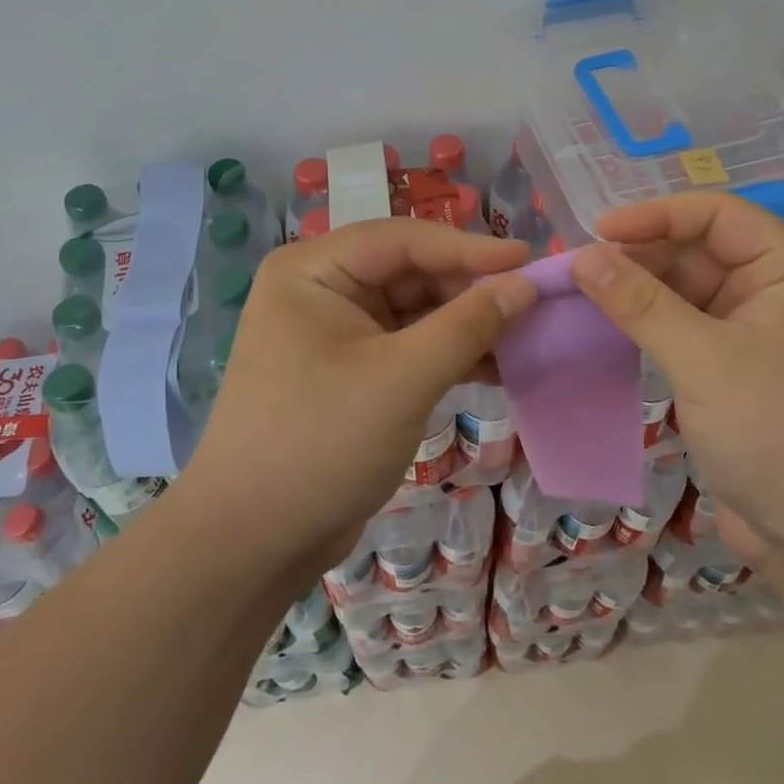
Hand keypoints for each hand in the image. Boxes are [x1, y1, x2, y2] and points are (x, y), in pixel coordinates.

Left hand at [181, 219, 536, 579]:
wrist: (251, 544)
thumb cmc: (320, 444)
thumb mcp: (403, 379)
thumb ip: (468, 325)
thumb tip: (525, 285)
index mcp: (313, 270)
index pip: (404, 240)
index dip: (470, 248)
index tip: (529, 261)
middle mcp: (321, 289)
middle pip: (410, 272)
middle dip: (469, 289)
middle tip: (532, 304)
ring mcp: (334, 332)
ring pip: (414, 310)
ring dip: (465, 324)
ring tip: (524, 335)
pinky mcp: (350, 371)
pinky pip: (408, 345)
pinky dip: (448, 354)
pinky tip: (494, 367)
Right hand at [569, 194, 783, 577]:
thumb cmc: (781, 433)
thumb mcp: (704, 360)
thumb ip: (641, 303)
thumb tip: (583, 255)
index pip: (718, 215)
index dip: (657, 215)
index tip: (597, 231)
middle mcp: (778, 292)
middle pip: (700, 250)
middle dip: (641, 255)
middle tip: (579, 270)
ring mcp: (756, 334)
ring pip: (688, 291)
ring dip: (639, 291)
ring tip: (582, 294)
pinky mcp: (735, 372)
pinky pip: (685, 330)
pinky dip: (648, 326)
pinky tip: (608, 329)